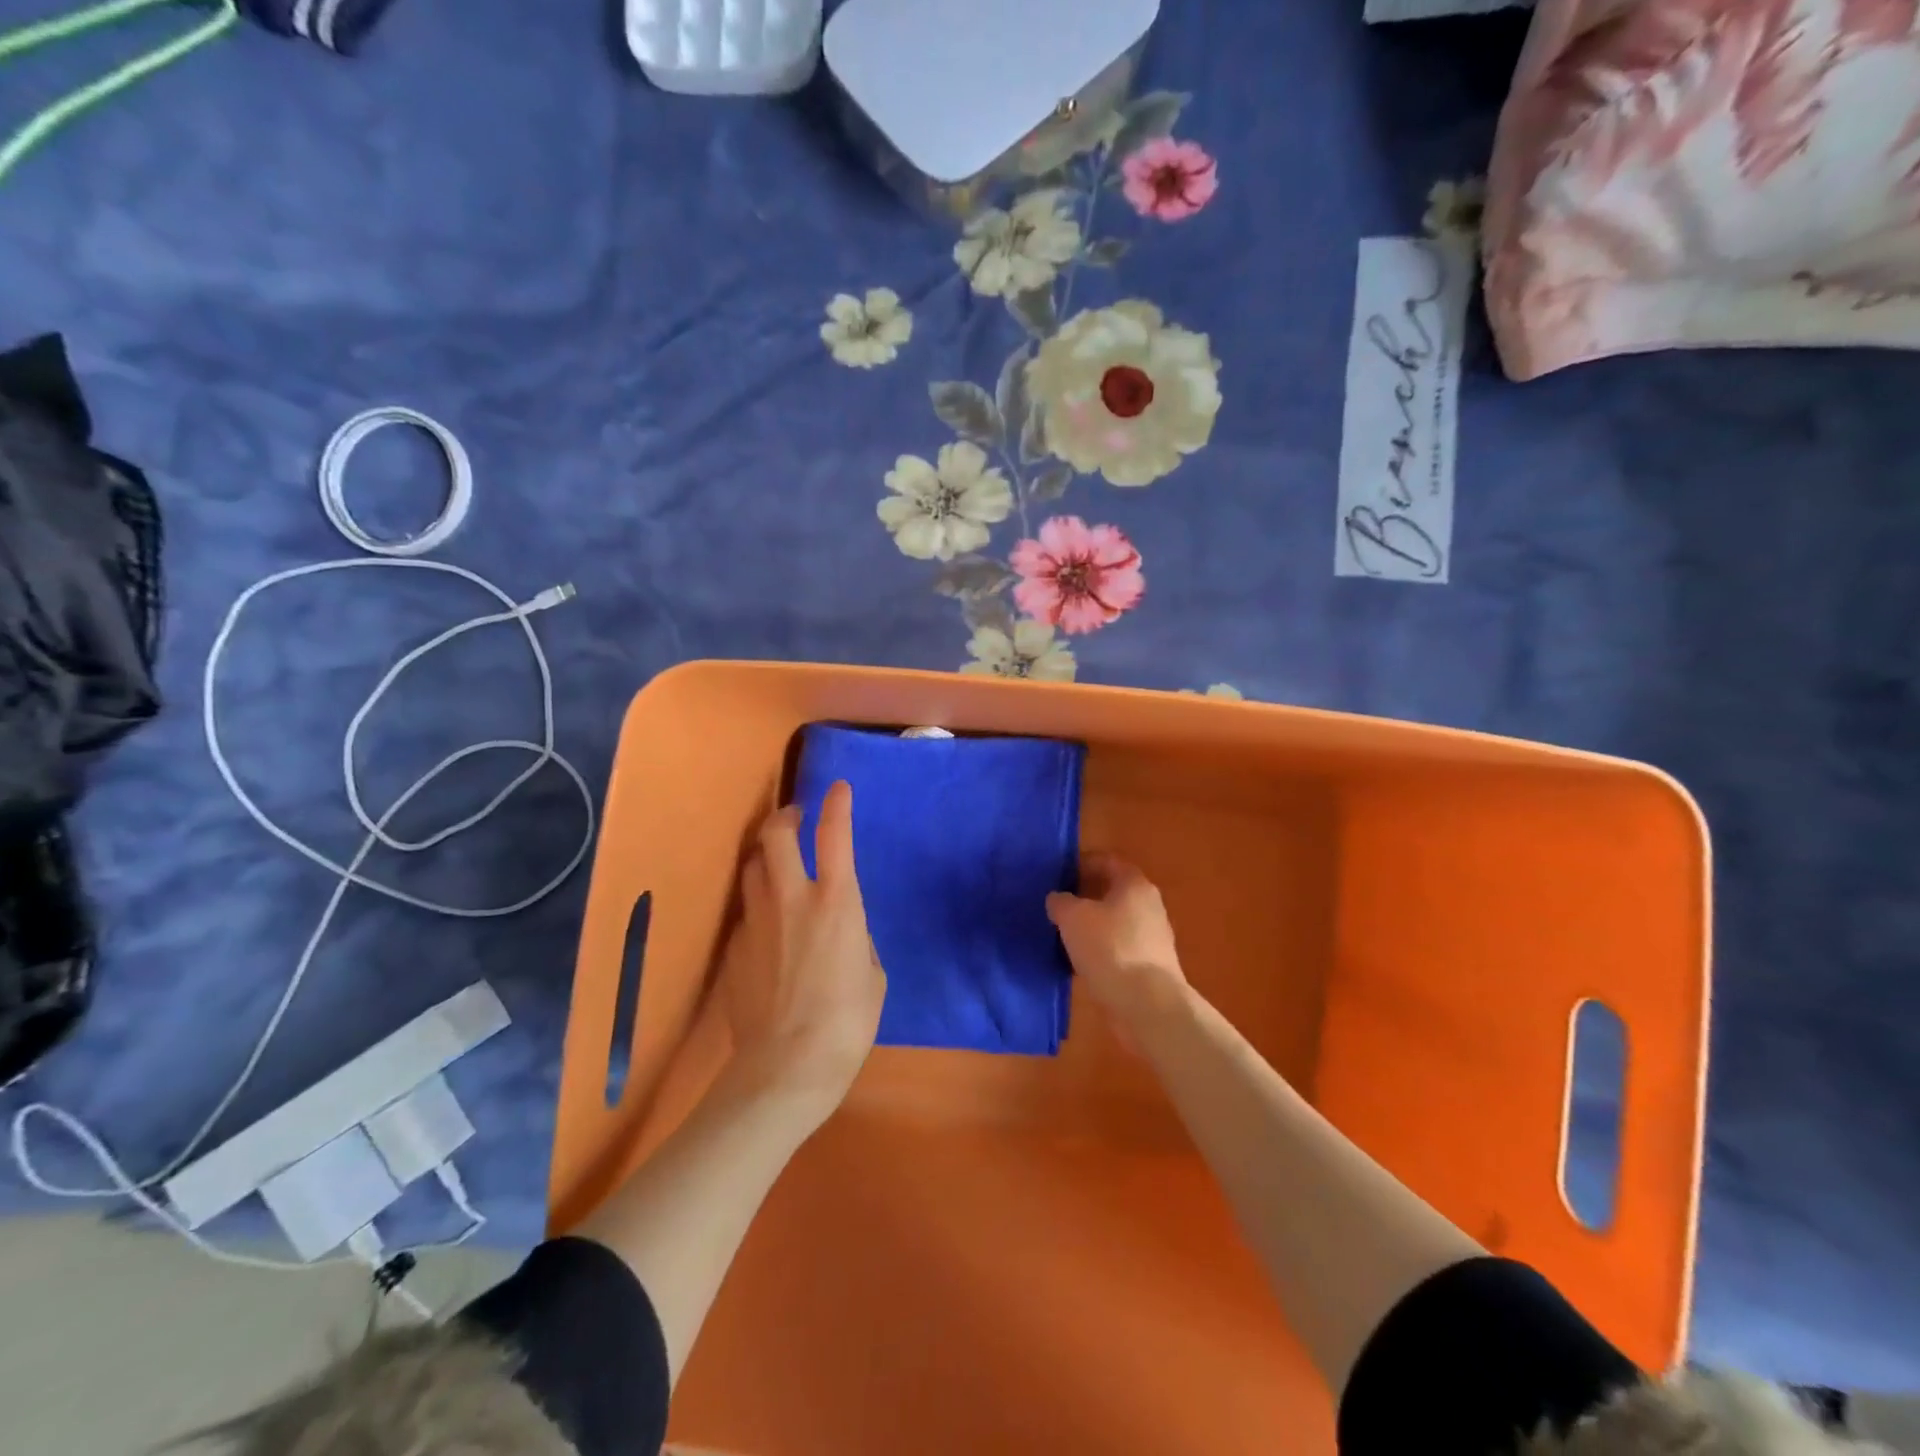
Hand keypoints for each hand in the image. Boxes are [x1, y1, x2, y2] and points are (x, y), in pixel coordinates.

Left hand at [719, 782, 886, 1120]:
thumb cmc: (847, 1021)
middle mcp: (792, 897)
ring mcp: (756, 920)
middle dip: (785, 816)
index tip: (838, 788)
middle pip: (775, 834)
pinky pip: (745, 911)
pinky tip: (767, 928)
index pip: (835, 834)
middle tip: (795, 817)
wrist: (786, 1066)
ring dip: (766, 856)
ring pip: (752, 866)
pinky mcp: (733, 947)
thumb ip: (855, 936)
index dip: (837, 804)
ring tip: (777, 864)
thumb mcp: (872, 973)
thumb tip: (839, 927)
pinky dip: (757, 905)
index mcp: (837, 901)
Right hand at [1046, 854, 1188, 1035]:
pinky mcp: (1150, 966)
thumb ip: (1061, 902)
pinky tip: (1079, 962)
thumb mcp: (1072, 917)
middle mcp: (1149, 905)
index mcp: (1134, 884)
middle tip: (1056, 904)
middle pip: (1112, 891)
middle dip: (1084, 896)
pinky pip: (1119, 949)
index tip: (1058, 874)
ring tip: (1062, 935)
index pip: (1107, 861)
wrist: (1148, 1005)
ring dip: (1091, 926)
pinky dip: (1100, 951)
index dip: (1081, 863)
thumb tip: (1059, 900)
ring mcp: (1152, 938)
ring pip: (1114, 922)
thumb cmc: (1110, 948)